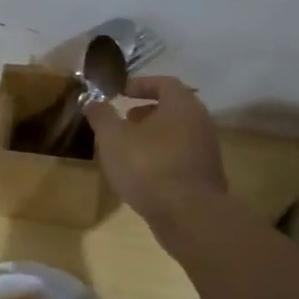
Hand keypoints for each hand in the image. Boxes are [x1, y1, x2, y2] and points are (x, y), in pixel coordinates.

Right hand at [84, 76, 228, 229]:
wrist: (188, 215)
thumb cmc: (148, 167)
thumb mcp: (113, 138)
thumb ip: (102, 116)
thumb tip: (92, 101)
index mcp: (181, 105)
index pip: (164, 83)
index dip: (141, 85)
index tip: (121, 92)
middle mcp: (200, 122)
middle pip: (173, 109)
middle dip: (146, 112)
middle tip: (124, 120)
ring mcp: (206, 150)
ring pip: (177, 134)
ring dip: (153, 136)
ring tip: (128, 148)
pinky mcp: (205, 176)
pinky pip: (181, 156)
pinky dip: (162, 156)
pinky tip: (143, 173)